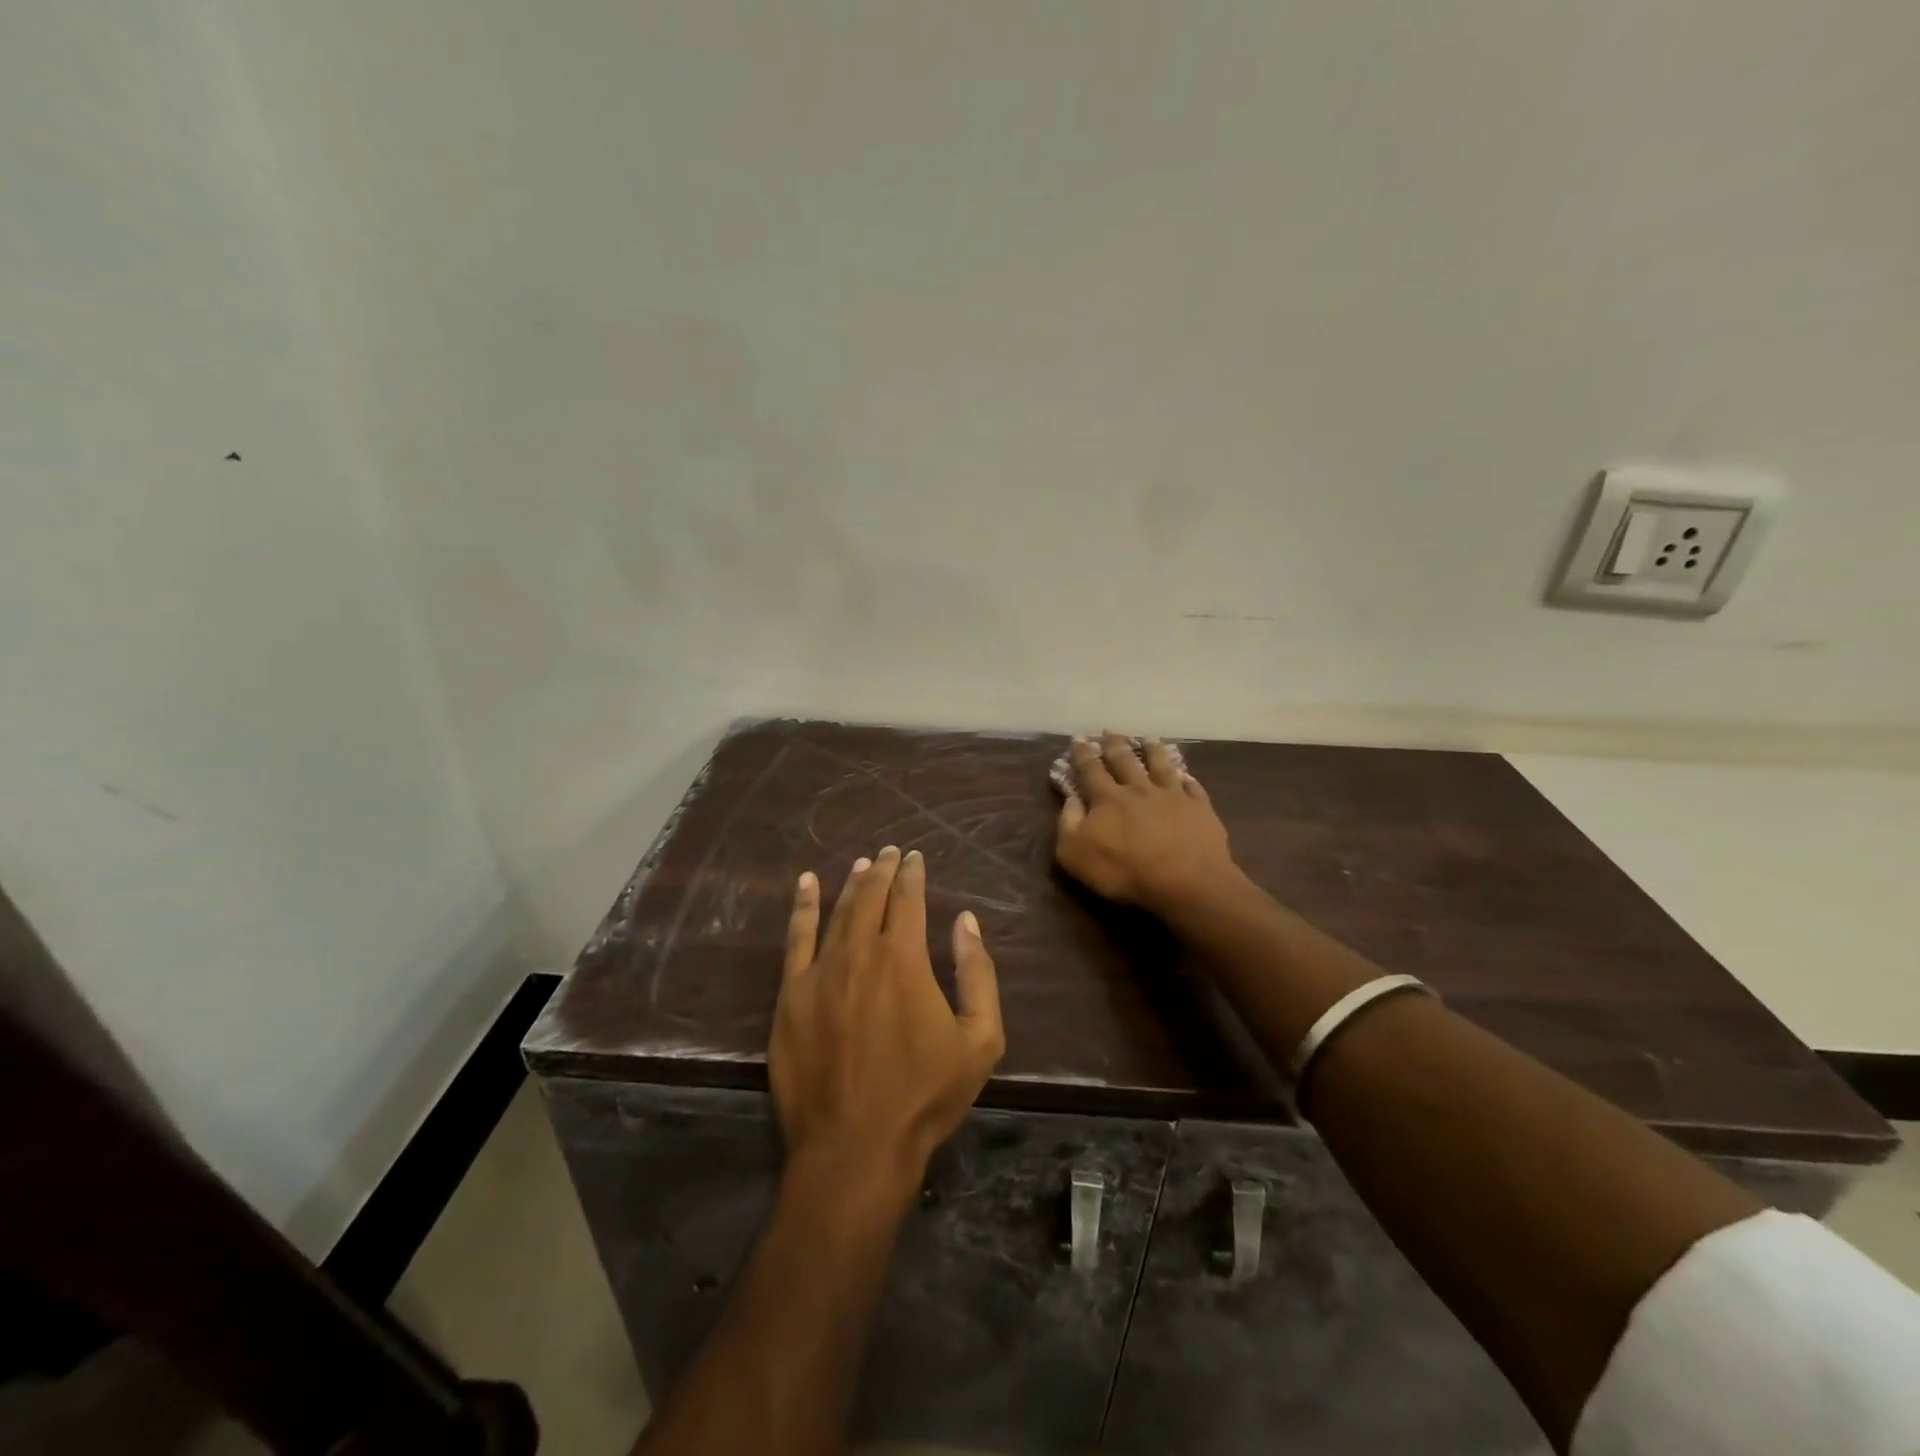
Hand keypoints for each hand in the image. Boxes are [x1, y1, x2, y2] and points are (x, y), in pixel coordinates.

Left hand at [771, 846, 1004, 1191]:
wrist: (855, 1146)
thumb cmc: (924, 1095)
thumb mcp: (979, 1039)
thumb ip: (977, 973)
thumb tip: (965, 921)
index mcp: (903, 957)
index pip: (908, 899)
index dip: (913, 875)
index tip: (916, 857)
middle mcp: (859, 952)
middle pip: (871, 897)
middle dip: (883, 870)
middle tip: (890, 852)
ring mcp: (819, 972)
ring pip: (837, 912)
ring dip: (852, 884)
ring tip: (862, 864)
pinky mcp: (790, 995)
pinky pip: (796, 939)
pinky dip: (803, 907)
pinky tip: (806, 884)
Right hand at [1055, 732, 1236, 912]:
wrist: (1185, 882)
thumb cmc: (1124, 871)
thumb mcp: (1075, 853)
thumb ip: (1068, 823)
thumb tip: (1071, 799)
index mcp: (1108, 798)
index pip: (1090, 770)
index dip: (1083, 754)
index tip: (1079, 738)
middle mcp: (1139, 789)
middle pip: (1125, 761)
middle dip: (1115, 745)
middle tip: (1110, 730)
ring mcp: (1173, 796)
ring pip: (1161, 766)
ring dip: (1153, 751)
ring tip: (1149, 738)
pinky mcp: (1200, 809)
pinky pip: (1193, 788)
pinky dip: (1187, 779)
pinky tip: (1186, 774)